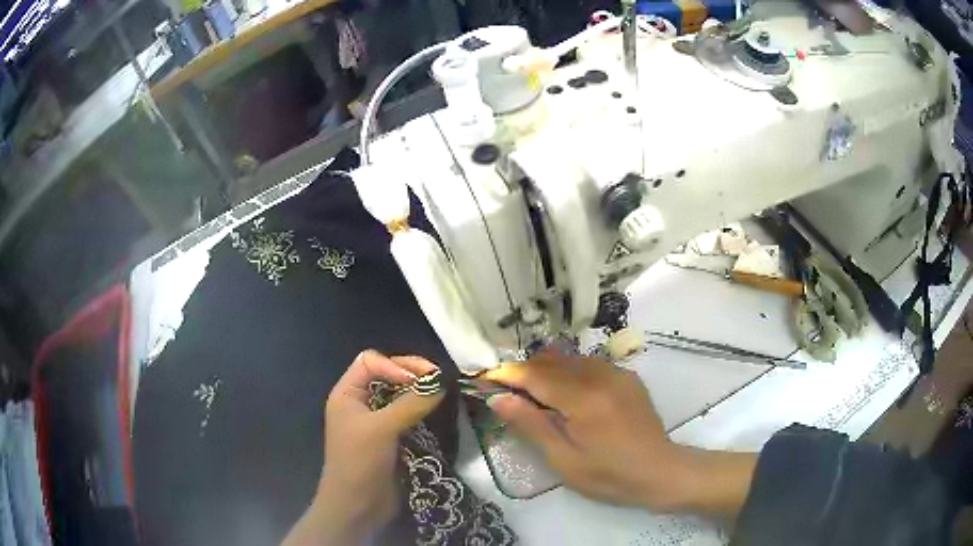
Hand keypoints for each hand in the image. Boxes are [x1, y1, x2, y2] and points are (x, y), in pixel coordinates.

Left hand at [283, 350, 443, 545]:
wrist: (357, 506)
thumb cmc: (360, 462)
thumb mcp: (381, 429)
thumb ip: (410, 404)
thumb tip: (441, 382)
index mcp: (347, 393)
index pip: (371, 362)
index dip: (396, 366)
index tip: (421, 380)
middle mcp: (360, 403)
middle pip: (387, 375)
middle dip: (412, 374)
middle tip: (439, 381)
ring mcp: (376, 421)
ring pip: (400, 395)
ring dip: (420, 392)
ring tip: (443, 393)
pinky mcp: (391, 438)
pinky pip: (408, 415)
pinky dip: (422, 410)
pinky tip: (437, 412)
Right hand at [483, 352, 755, 517]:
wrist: (660, 471)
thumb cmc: (608, 475)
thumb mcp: (564, 459)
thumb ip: (531, 425)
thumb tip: (498, 398)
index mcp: (583, 399)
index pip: (535, 374)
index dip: (507, 374)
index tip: (485, 379)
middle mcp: (600, 376)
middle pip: (552, 361)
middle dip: (525, 370)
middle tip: (507, 390)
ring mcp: (617, 373)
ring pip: (571, 359)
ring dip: (547, 370)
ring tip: (535, 394)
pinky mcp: (628, 377)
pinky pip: (591, 365)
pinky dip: (571, 372)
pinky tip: (568, 394)